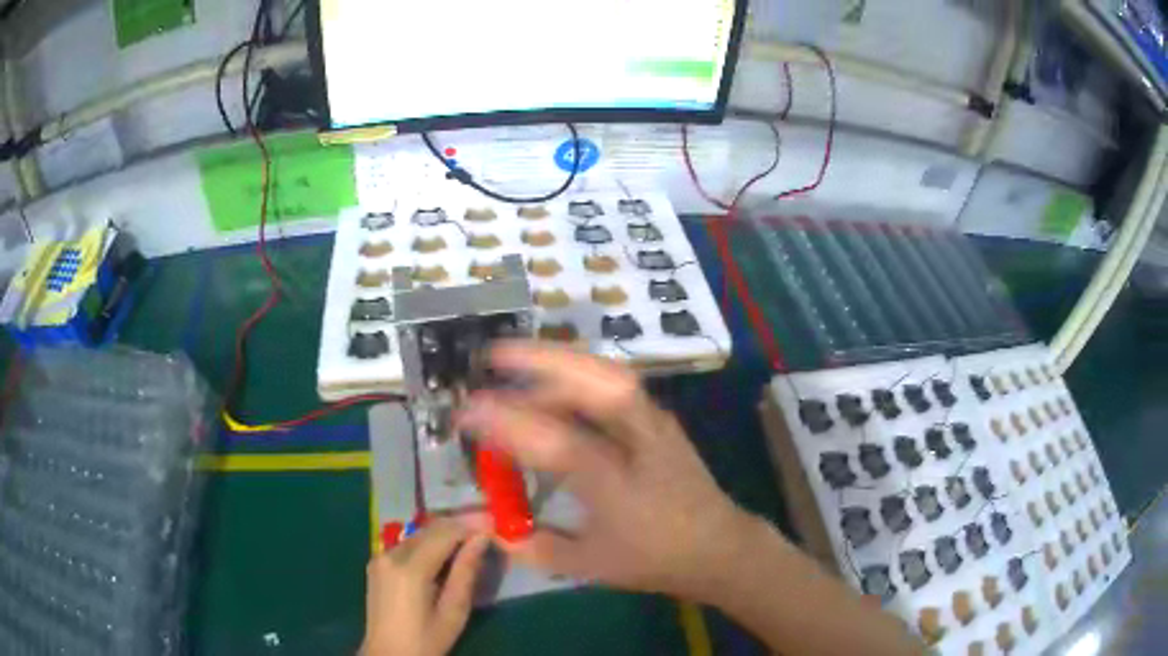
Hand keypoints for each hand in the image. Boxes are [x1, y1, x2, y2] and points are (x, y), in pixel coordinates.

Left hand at [361, 519, 489, 655]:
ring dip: (442, 536)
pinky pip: (406, 545)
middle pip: (429, 530)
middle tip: (483, 536)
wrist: (388, 655)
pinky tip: (442, 559)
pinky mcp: (376, 564)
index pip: (444, 533)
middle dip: (458, 529)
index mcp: (410, 569)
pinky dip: (427, 545)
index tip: (492, 528)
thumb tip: (481, 539)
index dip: (470, 527)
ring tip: (466, 548)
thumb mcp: (454, 612)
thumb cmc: (426, 640)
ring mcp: (380, 557)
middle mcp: (390, 554)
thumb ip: (466, 572)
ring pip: (418, 535)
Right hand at [456, 342, 762, 601]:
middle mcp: (641, 445)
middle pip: (599, 385)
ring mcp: (657, 424)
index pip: (560, 445)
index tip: (468, 413)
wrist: (718, 545)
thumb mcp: (587, 565)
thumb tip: (477, 521)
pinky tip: (558, 376)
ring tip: (519, 357)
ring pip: (610, 374)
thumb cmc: (651, 559)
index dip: (511, 424)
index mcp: (620, 488)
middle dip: (543, 361)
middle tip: (494, 355)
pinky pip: (618, 381)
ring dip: (560, 359)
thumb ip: (528, 545)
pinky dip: (582, 370)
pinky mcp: (662, 418)